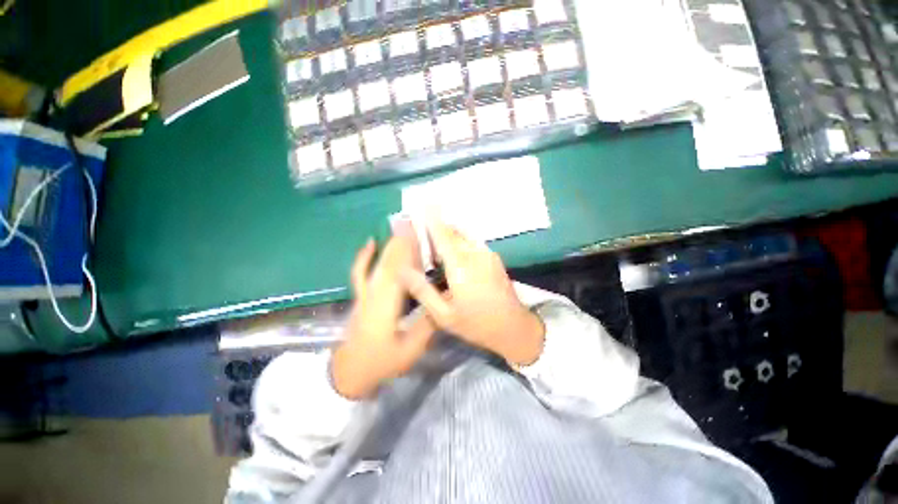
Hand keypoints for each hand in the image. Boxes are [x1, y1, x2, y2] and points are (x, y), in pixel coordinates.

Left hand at [331, 234, 435, 399]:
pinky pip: (360, 271)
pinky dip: (364, 256)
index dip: (411, 252)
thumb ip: (427, 324)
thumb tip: (443, 300)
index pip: (400, 273)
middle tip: (418, 224)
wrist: (349, 373)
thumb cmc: (382, 362)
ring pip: (379, 263)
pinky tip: (371, 242)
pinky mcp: (361, 295)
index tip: (422, 235)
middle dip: (404, 242)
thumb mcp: (410, 349)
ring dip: (392, 245)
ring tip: (405, 228)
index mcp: (387, 307)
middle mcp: (374, 294)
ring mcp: (365, 293)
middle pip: (390, 263)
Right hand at [400, 218, 544, 365]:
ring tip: (436, 249)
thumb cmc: (476, 324)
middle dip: (438, 229)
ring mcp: (487, 254)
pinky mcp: (493, 258)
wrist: (513, 327)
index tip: (424, 204)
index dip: (432, 219)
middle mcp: (475, 254)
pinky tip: (454, 258)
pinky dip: (460, 243)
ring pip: (464, 237)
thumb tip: (403, 270)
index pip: (443, 236)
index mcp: (461, 267)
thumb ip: (423, 291)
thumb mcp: (444, 315)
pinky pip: (472, 243)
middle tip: (423, 234)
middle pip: (453, 233)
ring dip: (449, 236)